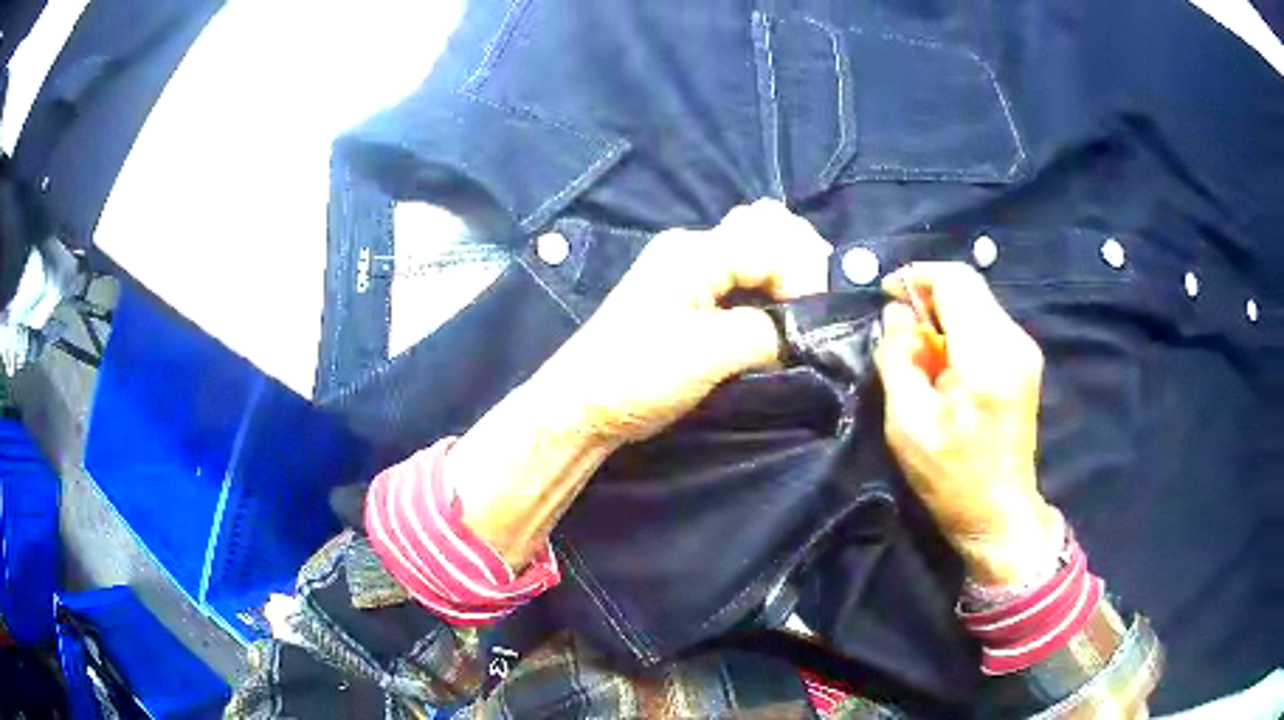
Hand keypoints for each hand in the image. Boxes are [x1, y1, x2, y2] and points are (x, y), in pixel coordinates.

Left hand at [451, 200, 829, 565]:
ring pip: (756, 251)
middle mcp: (694, 248)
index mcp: (696, 252)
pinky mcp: (688, 294)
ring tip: (809, 308)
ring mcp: (689, 269)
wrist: (583, 404)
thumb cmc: (638, 375)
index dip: (807, 277)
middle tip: (824, 305)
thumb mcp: (709, 354)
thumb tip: (809, 329)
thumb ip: (768, 332)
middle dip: (803, 262)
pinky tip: (780, 312)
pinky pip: (742, 276)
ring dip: (788, 273)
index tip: (823, 318)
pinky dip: (768, 288)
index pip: (774, 245)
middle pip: (767, 232)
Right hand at [875, 262, 1061, 584]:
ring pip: (978, 302)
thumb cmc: (951, 479)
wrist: (1001, 513)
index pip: (956, 282)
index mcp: (986, 359)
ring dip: (944, 313)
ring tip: (921, 352)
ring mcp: (1025, 350)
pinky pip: (988, 322)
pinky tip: (946, 363)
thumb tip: (897, 314)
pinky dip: (961, 328)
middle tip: (901, 328)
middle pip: (969, 286)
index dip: (917, 277)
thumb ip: (898, 360)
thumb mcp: (907, 426)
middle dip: (929, 295)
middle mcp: (1013, 343)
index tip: (888, 294)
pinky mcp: (1026, 360)